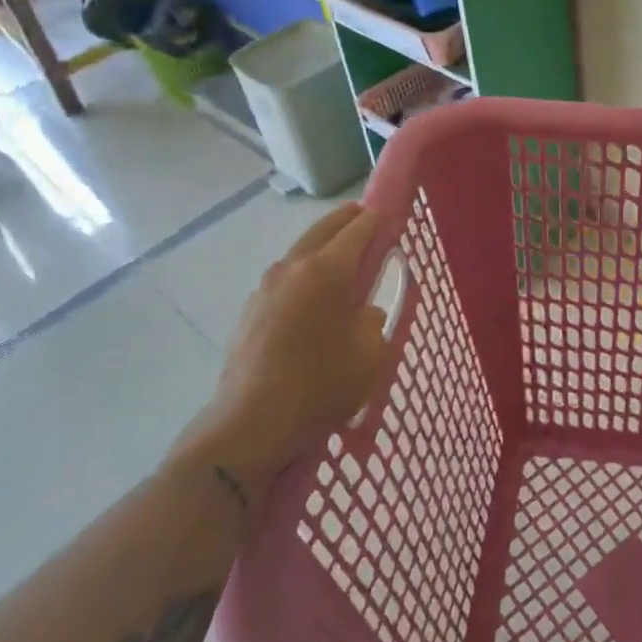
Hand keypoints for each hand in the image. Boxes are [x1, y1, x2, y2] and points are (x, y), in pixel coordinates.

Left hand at [179, 204, 392, 484]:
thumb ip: (373, 320)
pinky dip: (303, 272)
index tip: (391, 218)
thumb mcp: (370, 353)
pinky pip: (284, 278)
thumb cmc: (321, 385)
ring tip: (340, 257)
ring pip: (300, 251)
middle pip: (323, 229)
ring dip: (321, 245)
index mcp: (327, 270)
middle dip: (347, 219)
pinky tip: (311, 295)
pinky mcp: (250, 311)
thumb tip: (363, 311)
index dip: (377, 221)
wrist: (252, 424)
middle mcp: (293, 267)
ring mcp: (266, 287)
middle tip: (365, 218)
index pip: (358, 230)